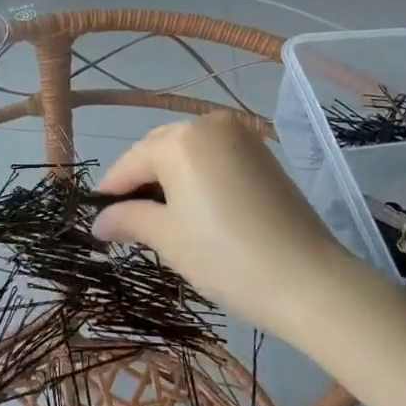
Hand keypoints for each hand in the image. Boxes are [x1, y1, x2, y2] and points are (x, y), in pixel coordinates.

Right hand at [93, 112, 361, 344]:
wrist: (309, 280)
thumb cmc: (225, 257)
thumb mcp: (168, 238)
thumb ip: (128, 220)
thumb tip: (99, 222)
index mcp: (180, 139)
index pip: (131, 162)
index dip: (110, 192)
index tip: (97, 220)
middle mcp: (209, 124)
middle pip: (158, 150)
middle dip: (140, 183)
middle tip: (127, 223)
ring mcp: (241, 136)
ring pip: (187, 153)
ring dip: (168, 179)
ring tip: (161, 219)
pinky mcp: (263, 154)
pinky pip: (214, 158)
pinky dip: (197, 177)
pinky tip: (195, 209)